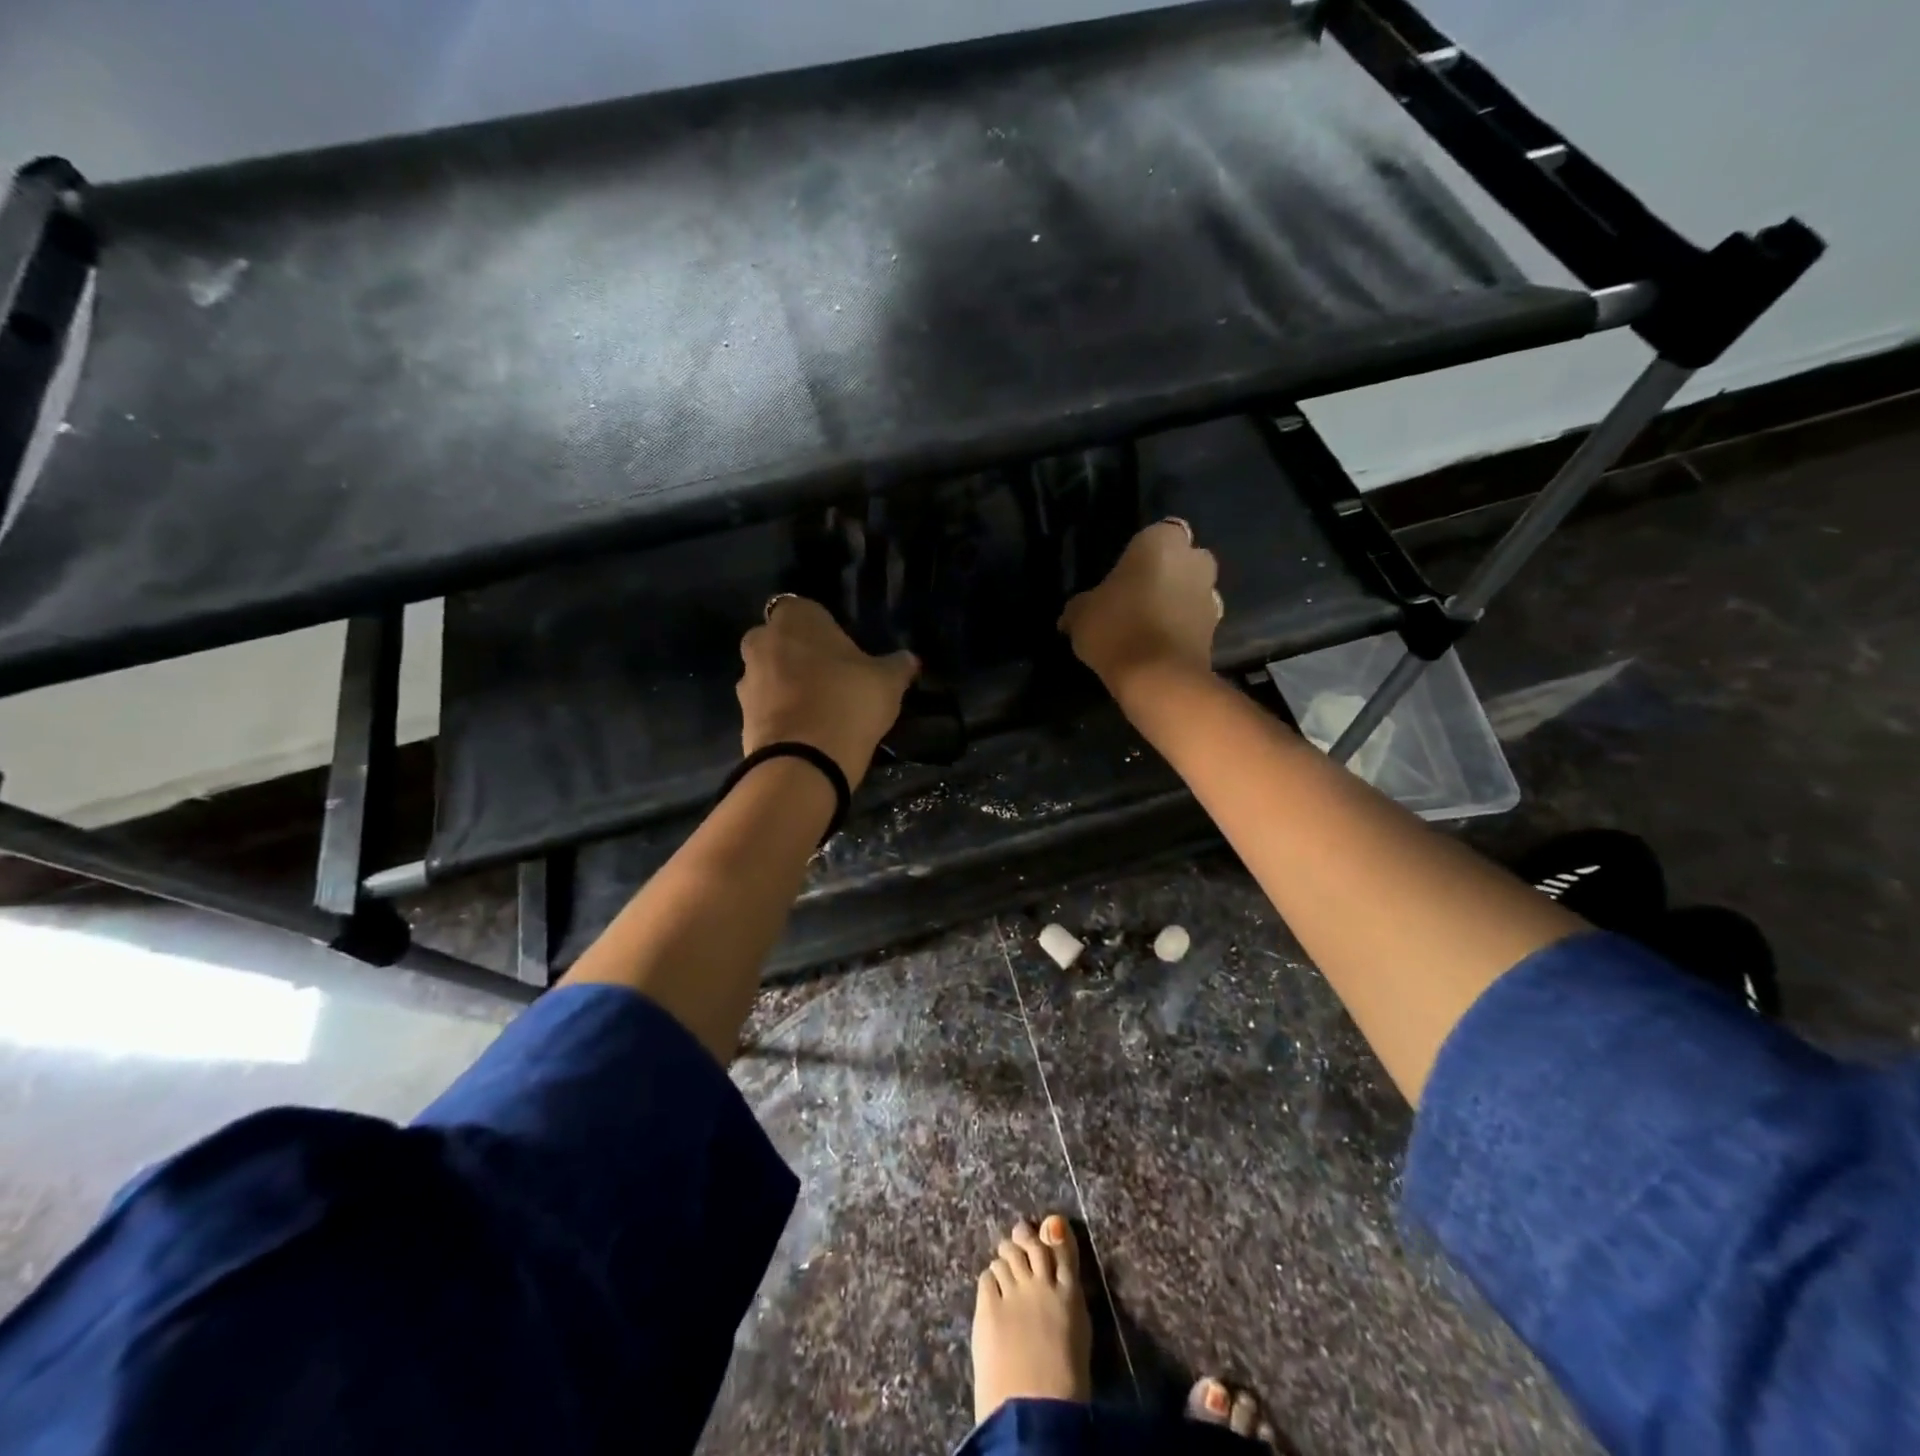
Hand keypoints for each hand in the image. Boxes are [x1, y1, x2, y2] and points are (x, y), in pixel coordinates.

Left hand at [739, 596, 918, 786]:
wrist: (805, 761)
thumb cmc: (849, 701)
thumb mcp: (887, 681)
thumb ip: (898, 665)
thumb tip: (910, 659)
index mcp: (795, 618)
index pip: (807, 610)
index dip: (824, 630)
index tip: (843, 651)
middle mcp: (762, 640)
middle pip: (782, 641)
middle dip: (800, 655)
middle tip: (831, 678)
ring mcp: (746, 680)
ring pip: (770, 674)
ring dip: (787, 686)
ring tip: (820, 710)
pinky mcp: (741, 716)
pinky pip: (766, 708)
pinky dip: (781, 715)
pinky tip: (807, 732)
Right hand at [1058, 520, 1221, 703]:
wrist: (1158, 678)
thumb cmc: (1117, 628)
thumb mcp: (1080, 614)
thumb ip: (1079, 606)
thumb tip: (1071, 616)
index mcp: (1162, 541)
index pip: (1156, 534)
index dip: (1141, 554)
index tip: (1123, 575)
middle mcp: (1195, 560)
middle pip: (1180, 560)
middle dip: (1165, 574)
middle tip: (1135, 597)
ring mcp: (1211, 595)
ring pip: (1190, 590)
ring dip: (1176, 601)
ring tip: (1146, 625)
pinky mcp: (1217, 629)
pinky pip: (1194, 620)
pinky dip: (1181, 628)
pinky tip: (1157, 645)